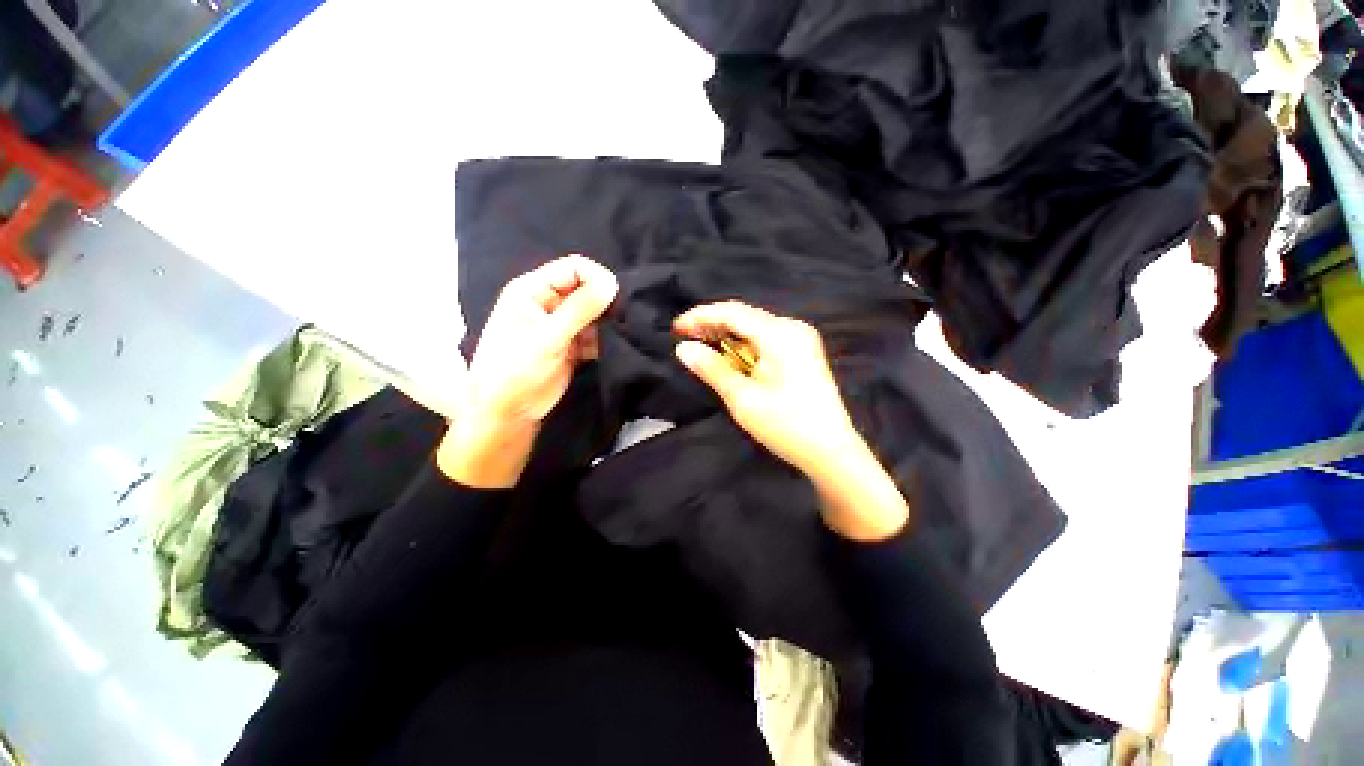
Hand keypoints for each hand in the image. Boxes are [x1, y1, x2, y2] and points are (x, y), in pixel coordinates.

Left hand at [439, 255, 618, 487]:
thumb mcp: (547, 337)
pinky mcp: (573, 345)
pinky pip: (596, 334)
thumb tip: (612, 283)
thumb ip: (580, 309)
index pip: (574, 268)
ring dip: (608, 323)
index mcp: (533, 290)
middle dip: (605, 302)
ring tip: (618, 336)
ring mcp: (562, 325)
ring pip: (595, 313)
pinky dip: (606, 340)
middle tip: (620, 320)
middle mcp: (549, 303)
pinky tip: (611, 349)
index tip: (615, 299)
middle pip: (587, 289)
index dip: (597, 278)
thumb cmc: (516, 370)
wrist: (509, 413)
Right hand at [673, 302, 860, 475]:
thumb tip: (683, 348)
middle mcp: (792, 328)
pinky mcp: (802, 353)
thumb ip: (711, 369)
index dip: (701, 316)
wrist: (831, 452)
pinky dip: (744, 348)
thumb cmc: (786, 425)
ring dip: (727, 337)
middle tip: (684, 339)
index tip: (675, 328)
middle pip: (744, 317)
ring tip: (701, 349)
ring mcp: (800, 340)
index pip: (732, 312)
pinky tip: (729, 359)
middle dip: (712, 326)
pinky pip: (765, 341)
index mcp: (779, 334)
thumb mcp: (742, 398)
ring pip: (754, 329)